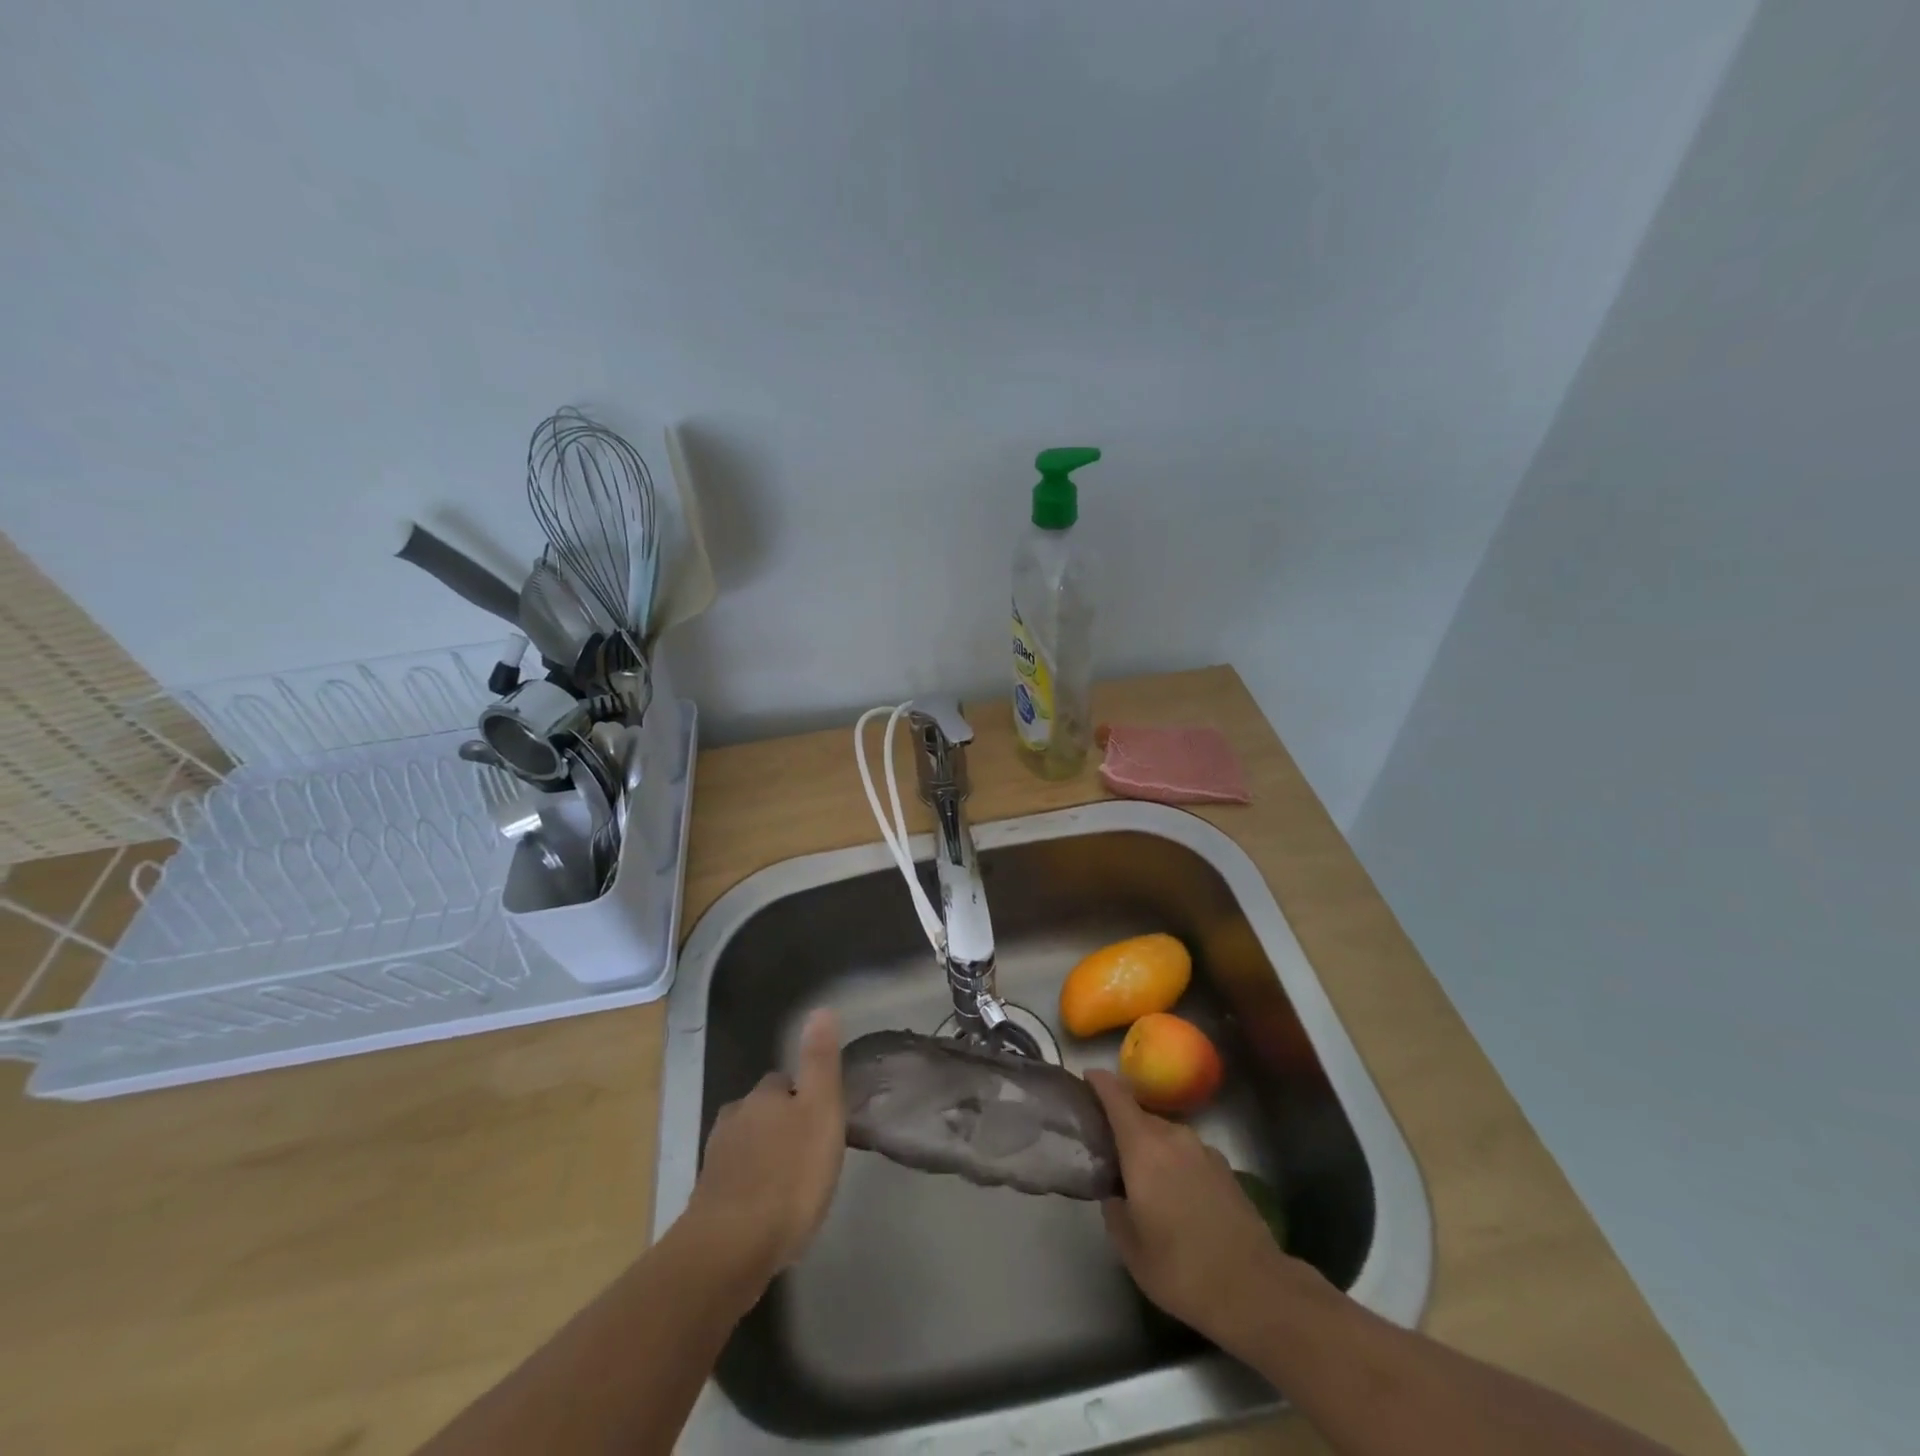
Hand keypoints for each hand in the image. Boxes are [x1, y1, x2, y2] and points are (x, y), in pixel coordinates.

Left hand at [684, 1008, 845, 1280]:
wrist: (731, 1248)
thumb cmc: (789, 1175)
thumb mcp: (821, 1111)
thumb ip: (820, 1061)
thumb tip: (820, 1009)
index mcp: (763, 1096)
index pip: (783, 1081)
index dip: (804, 1094)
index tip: (822, 1116)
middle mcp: (734, 1119)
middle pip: (761, 1112)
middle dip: (781, 1125)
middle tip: (810, 1150)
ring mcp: (716, 1161)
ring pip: (746, 1146)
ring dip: (765, 1156)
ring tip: (791, 1181)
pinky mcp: (708, 1202)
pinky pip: (736, 1182)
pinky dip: (751, 1188)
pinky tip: (767, 1210)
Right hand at [1087, 1069, 1323, 1358]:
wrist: (1255, 1290)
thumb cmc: (1181, 1268)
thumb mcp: (1130, 1248)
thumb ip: (1115, 1210)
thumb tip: (1116, 1194)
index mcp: (1143, 1146)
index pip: (1116, 1096)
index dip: (1099, 1083)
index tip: (1086, 1079)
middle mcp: (1174, 1136)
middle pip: (1141, 1116)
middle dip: (1123, 1126)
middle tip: (1108, 1148)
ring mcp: (1204, 1150)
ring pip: (1166, 1136)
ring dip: (1151, 1147)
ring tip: (1143, 1177)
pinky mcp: (1226, 1169)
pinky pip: (1188, 1153)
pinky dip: (1175, 1163)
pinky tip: (1177, 1196)